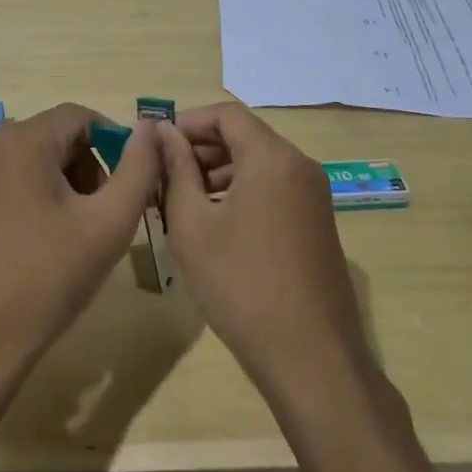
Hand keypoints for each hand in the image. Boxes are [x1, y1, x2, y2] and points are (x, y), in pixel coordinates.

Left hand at [0, 102, 161, 386]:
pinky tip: (53, 242)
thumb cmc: (47, 278)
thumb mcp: (108, 223)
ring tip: (84, 233)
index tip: (134, 182)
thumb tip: (150, 128)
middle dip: (92, 167)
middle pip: (59, 136)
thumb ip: (138, 169)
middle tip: (110, 214)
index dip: (116, 142)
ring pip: (40, 159)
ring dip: (71, 185)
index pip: (81, 116)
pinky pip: (17, 179)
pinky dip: (44, 197)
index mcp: (21, 140)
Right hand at [156, 103, 371, 393]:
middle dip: (199, 149)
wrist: (310, 357)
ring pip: (258, 165)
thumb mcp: (192, 224)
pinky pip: (273, 189)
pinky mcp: (317, 223)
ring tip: (178, 203)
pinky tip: (212, 225)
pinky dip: (240, 193)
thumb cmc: (241, 284)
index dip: (186, 122)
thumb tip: (161, 131)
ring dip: (216, 173)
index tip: (154, 144)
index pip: (225, 114)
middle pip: (244, 137)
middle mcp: (299, 166)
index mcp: (272, 157)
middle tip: (160, 176)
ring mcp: (314, 196)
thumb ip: (175, 169)